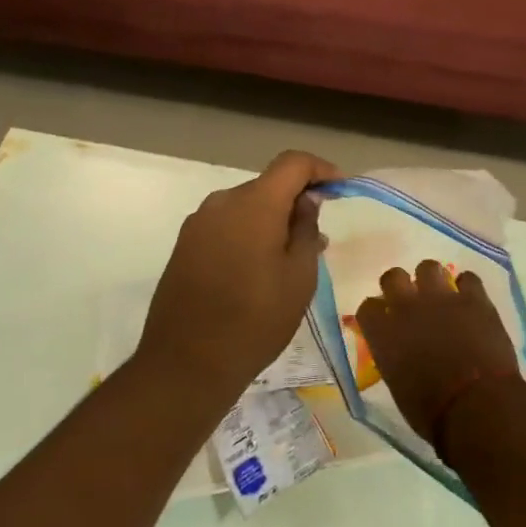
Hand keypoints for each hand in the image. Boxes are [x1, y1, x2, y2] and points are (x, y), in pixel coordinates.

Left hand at [136, 150, 341, 401]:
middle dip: (296, 200)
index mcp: (254, 204)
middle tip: (319, 235)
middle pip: (268, 185)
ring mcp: (198, 223)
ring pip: (246, 206)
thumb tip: (306, 201)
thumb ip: (306, 230)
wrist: (185, 363)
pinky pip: (226, 225)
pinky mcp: (185, 245)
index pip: (292, 163)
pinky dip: (248, 233)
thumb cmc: (255, 320)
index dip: (320, 169)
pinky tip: (259, 268)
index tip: (340, 188)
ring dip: (272, 220)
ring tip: (291, 258)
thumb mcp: (299, 277)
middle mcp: (222, 202)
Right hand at [354, 261, 525, 451]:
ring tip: (441, 296)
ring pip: (428, 267)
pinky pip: (468, 278)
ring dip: (432, 280)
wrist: (478, 408)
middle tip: (411, 302)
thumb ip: (393, 358)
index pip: (368, 307)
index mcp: (384, 333)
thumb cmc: (433, 413)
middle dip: (400, 286)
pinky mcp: (474, 299)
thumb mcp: (398, 386)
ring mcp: (441, 298)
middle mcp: (407, 307)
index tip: (383, 321)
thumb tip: (399, 351)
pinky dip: (468, 288)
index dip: (376, 312)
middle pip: (393, 277)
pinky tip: (471, 301)